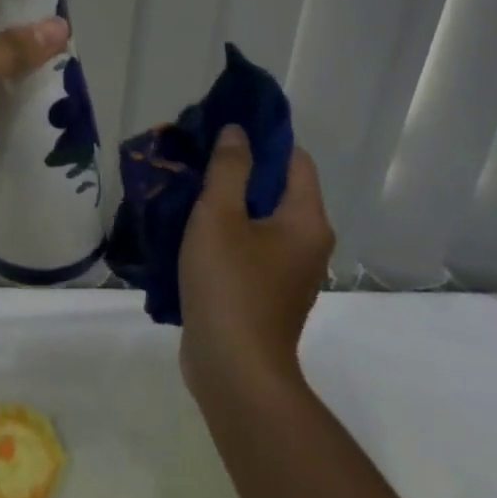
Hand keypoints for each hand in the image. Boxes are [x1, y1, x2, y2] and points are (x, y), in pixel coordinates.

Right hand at [179, 128, 333, 401]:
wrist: (234, 371)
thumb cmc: (230, 284)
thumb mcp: (220, 215)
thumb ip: (229, 168)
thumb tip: (238, 132)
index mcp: (306, 220)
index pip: (295, 159)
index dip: (263, 138)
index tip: (224, 126)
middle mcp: (308, 243)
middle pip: (277, 187)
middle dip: (239, 167)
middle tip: (198, 153)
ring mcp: (289, 271)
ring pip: (261, 217)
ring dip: (229, 199)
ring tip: (188, 184)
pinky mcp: (267, 292)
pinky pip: (251, 244)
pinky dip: (227, 229)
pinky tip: (192, 226)